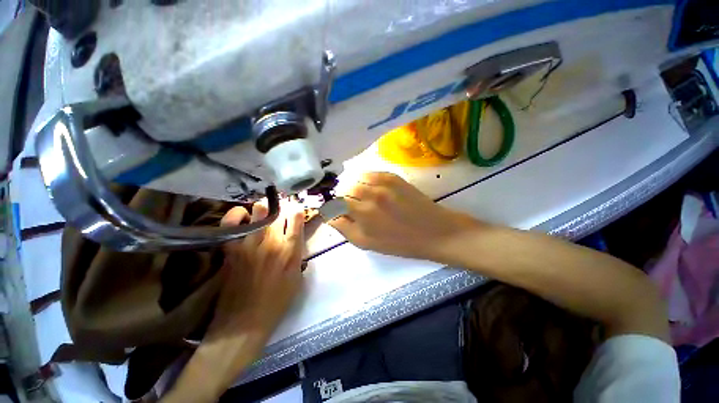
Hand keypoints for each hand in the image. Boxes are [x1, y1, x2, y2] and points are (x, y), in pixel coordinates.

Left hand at [209, 199, 305, 337]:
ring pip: (259, 211)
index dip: (296, 210)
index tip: (295, 211)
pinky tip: (243, 216)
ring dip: (264, 209)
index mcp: (290, 250)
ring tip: (264, 212)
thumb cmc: (277, 302)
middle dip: (282, 207)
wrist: (243, 323)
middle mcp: (272, 242)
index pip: (296, 218)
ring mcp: (249, 244)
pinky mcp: (231, 249)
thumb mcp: (297, 277)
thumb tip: (295, 236)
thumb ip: (297, 253)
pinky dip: (237, 215)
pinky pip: (231, 222)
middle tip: (281, 211)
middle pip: (279, 212)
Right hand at [329, 172, 479, 261]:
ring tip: (360, 195)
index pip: (335, 204)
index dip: (332, 208)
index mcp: (362, 215)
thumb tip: (331, 217)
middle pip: (344, 189)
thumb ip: (345, 229)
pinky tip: (370, 186)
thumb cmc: (400, 243)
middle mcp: (370, 196)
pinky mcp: (393, 177)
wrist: (434, 231)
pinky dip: (365, 179)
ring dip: (353, 186)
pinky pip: (370, 173)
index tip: (335, 212)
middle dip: (343, 198)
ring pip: (355, 179)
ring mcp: (382, 184)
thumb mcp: (368, 244)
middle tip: (349, 205)